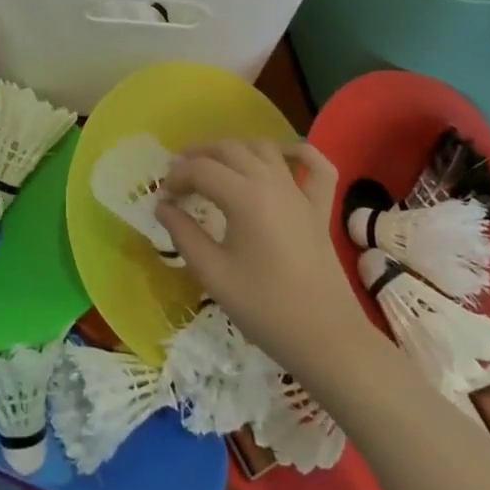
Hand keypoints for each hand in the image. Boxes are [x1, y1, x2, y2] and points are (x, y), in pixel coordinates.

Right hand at [155, 140, 369, 384]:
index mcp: (244, 197)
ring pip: (263, 148)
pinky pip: (316, 166)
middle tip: (179, 179)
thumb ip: (184, 234)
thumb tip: (163, 207)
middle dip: (198, 157)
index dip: (176, 178)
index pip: (200, 170)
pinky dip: (298, 152)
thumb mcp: (213, 274)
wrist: (327, 340)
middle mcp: (272, 182)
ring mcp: (300, 192)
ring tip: (216, 167)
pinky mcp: (320, 208)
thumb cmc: (265, 309)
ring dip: (235, 150)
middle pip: (228, 149)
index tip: (163, 198)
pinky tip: (280, 157)